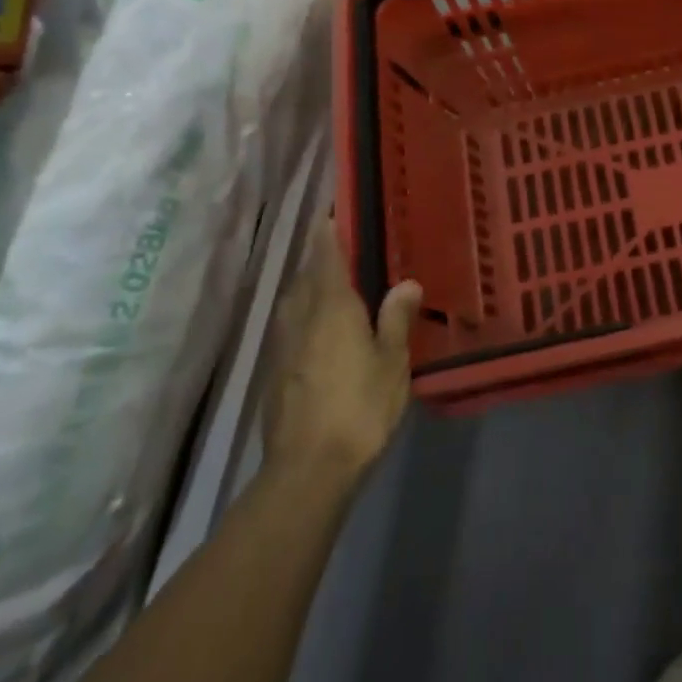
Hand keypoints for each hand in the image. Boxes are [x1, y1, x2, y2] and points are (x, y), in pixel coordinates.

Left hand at [262, 220, 421, 483]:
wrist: (307, 470)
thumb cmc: (359, 408)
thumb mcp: (392, 362)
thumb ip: (396, 319)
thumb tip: (406, 282)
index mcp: (332, 308)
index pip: (327, 257)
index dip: (328, 232)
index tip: (330, 210)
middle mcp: (301, 319)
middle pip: (306, 278)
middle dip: (319, 258)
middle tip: (340, 246)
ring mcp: (283, 348)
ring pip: (294, 303)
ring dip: (309, 287)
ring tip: (331, 285)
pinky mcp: (275, 375)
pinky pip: (291, 329)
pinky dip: (305, 317)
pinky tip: (320, 331)